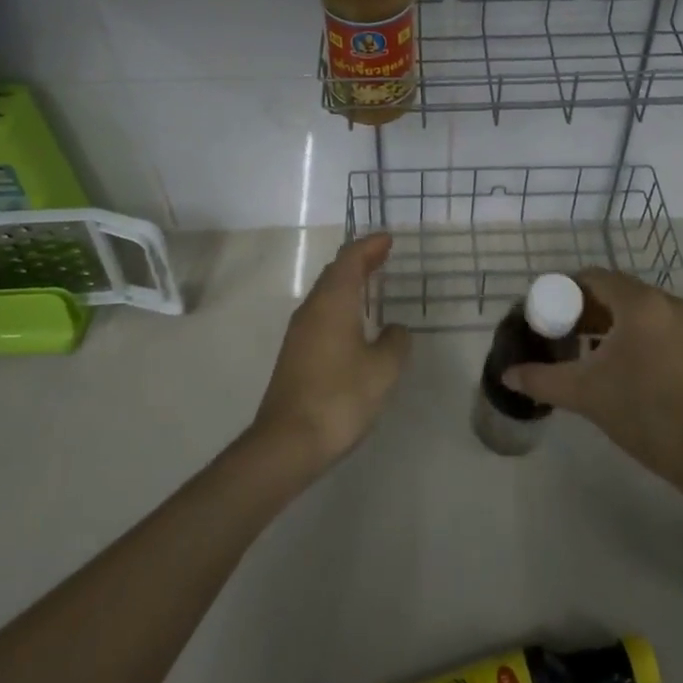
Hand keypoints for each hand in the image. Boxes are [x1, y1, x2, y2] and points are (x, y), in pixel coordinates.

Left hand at [251, 234, 410, 469]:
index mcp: (333, 301)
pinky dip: (340, 305)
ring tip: (371, 284)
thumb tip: (394, 330)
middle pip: (335, 272)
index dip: (369, 246)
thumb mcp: (383, 369)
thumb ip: (395, 342)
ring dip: (348, 283)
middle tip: (383, 256)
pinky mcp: (295, 354)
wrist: (287, 442)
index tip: (388, 239)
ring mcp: (299, 332)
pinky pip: (321, 314)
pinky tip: (353, 323)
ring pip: (326, 293)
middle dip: (359, 261)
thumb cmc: (340, 397)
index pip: (350, 259)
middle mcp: (312, 309)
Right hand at [502, 268, 682, 500]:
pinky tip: (624, 364)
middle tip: (564, 333)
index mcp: (640, 304)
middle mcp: (667, 301)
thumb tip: (507, 374)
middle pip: (617, 290)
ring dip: (611, 320)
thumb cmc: (642, 414)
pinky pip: (659, 322)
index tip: (548, 314)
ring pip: (639, 307)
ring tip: (589, 351)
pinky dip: (636, 331)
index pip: (594, 277)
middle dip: (587, 307)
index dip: (566, 291)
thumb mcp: (584, 394)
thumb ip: (541, 379)